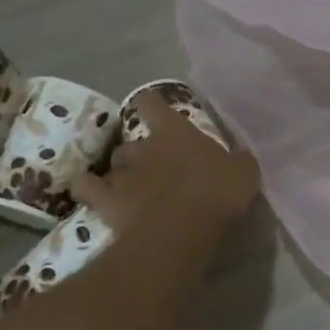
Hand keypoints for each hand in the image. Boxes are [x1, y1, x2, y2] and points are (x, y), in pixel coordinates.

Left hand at [71, 94, 260, 237]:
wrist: (182, 227)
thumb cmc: (217, 191)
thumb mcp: (244, 171)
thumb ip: (238, 160)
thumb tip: (239, 157)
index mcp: (175, 131)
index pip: (152, 103)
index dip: (150, 104)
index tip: (152, 109)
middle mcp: (143, 146)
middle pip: (130, 142)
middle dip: (137, 153)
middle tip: (152, 169)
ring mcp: (122, 174)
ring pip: (112, 165)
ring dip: (119, 174)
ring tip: (128, 188)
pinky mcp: (106, 201)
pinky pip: (85, 188)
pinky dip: (85, 188)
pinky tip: (89, 194)